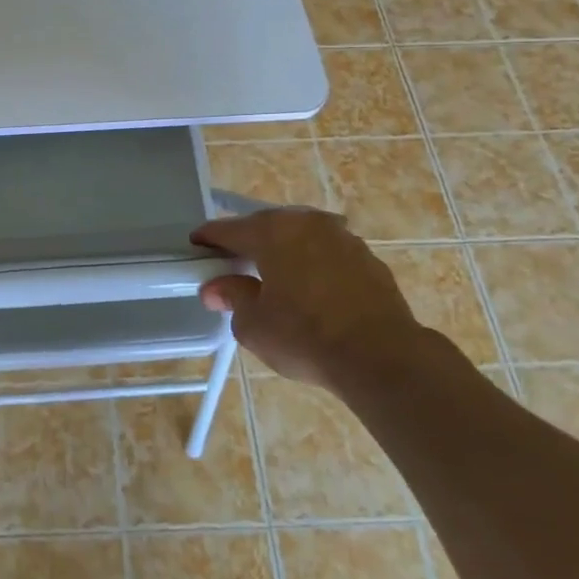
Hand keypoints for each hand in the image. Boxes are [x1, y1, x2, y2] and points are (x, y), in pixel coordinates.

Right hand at [192, 209, 454, 396]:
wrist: (383, 356)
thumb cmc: (305, 336)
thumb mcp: (253, 324)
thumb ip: (232, 298)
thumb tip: (216, 288)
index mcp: (272, 231)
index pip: (228, 229)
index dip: (208, 239)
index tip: (196, 247)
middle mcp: (307, 223)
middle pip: (266, 226)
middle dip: (248, 242)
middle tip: (233, 264)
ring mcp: (343, 238)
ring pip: (301, 238)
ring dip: (284, 251)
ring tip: (274, 277)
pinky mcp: (369, 259)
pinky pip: (327, 255)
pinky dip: (313, 265)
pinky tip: (310, 290)